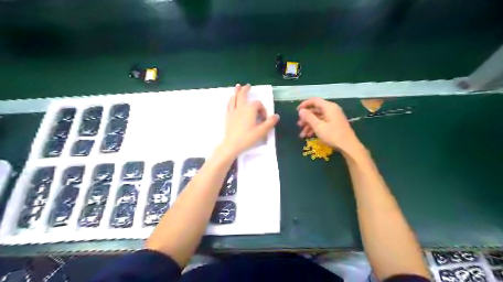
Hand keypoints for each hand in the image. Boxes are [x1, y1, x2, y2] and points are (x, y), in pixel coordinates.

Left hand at [221, 84, 280, 156]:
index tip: (264, 119)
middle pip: (243, 95)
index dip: (262, 109)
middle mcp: (240, 107)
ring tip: (238, 86)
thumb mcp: (262, 131)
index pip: (258, 104)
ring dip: (236, 91)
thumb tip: (276, 115)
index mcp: (250, 109)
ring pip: (234, 98)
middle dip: (246, 90)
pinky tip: (231, 100)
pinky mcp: (228, 116)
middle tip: (248, 85)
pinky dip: (231, 100)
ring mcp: (233, 111)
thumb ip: (270, 122)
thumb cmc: (247, 138)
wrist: (232, 144)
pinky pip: (229, 105)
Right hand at [295, 97, 363, 153]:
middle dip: (306, 118)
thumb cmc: (333, 135)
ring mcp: (333, 117)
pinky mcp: (334, 123)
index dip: (304, 104)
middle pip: (315, 110)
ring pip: (318, 118)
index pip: (314, 100)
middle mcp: (331, 109)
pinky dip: (315, 127)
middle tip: (299, 125)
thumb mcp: (318, 126)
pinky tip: (309, 135)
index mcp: (328, 107)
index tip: (297, 111)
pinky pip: (322, 122)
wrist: (348, 146)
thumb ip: (308, 117)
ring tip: (302, 134)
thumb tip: (301, 111)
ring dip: (309, 125)